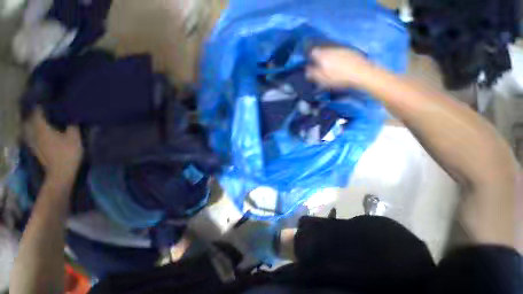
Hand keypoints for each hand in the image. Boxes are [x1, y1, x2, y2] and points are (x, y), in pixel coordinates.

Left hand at [24, 108, 82, 179]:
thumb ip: (72, 126)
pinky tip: (38, 133)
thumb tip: (72, 117)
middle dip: (36, 114)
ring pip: (29, 129)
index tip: (48, 102)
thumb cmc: (68, 153)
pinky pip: (31, 137)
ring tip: (40, 121)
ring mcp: (33, 142)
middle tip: (44, 110)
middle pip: (31, 120)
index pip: (38, 112)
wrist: (60, 173)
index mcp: (42, 128)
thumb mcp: (75, 138)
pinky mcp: (35, 150)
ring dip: (33, 124)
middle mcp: (34, 133)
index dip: (42, 106)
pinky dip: (33, 133)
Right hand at [306, 47, 375, 88]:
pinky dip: (337, 58)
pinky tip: (341, 65)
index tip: (311, 64)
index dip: (311, 57)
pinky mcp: (350, 51)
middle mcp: (330, 50)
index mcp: (322, 56)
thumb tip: (307, 71)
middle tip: (321, 67)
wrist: (361, 73)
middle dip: (320, 58)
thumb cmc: (339, 78)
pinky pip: (339, 53)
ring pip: (330, 52)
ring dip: (328, 57)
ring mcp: (341, 49)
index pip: (313, 52)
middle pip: (322, 51)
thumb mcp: (323, 80)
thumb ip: (313, 75)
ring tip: (331, 67)